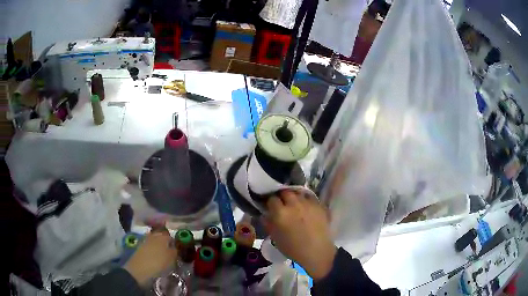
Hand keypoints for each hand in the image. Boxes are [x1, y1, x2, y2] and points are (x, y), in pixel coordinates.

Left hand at [124, 229, 176, 284]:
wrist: (139, 269)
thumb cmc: (158, 263)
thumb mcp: (171, 259)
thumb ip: (175, 251)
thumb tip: (175, 248)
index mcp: (163, 237)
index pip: (170, 237)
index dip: (174, 243)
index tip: (177, 250)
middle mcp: (153, 235)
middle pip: (161, 237)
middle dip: (165, 243)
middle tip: (169, 251)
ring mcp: (145, 240)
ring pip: (154, 241)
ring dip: (158, 246)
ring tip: (162, 255)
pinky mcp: (139, 246)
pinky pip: (149, 246)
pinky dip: (152, 250)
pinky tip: (154, 257)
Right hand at [261, 190, 336, 280]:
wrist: (316, 251)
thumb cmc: (293, 248)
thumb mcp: (275, 238)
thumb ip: (268, 224)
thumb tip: (264, 215)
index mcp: (280, 212)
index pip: (272, 199)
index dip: (270, 203)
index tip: (271, 208)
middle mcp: (293, 204)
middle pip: (285, 192)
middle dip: (282, 197)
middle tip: (283, 205)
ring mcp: (307, 203)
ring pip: (298, 193)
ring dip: (294, 197)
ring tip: (295, 204)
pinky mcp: (318, 205)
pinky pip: (309, 197)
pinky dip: (305, 200)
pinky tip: (305, 208)